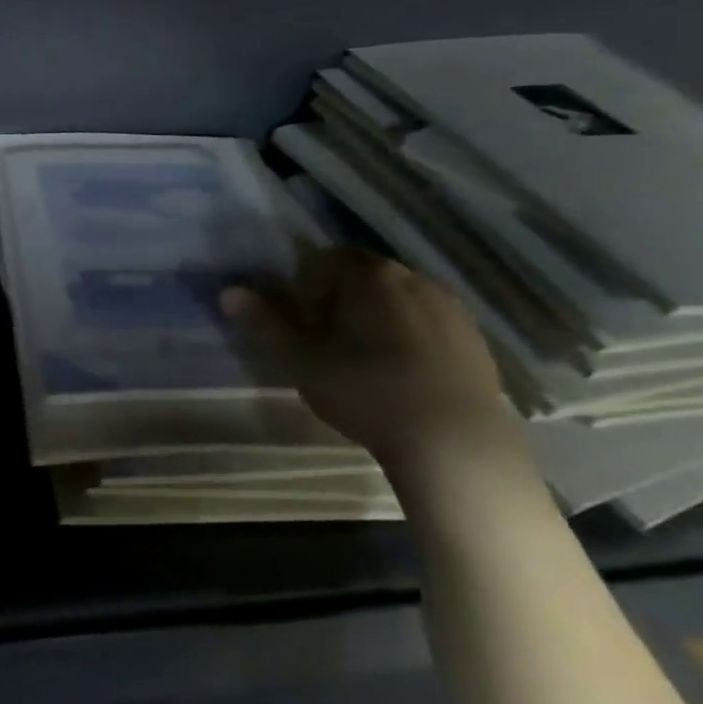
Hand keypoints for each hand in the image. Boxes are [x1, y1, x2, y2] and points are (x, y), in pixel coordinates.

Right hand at [222, 245, 516, 472]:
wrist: (455, 444)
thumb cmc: (366, 392)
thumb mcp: (300, 361)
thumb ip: (264, 323)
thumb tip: (228, 291)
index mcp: (367, 275)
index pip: (321, 260)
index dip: (302, 288)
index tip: (300, 324)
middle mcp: (412, 277)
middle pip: (361, 276)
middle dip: (338, 300)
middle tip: (325, 344)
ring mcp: (449, 306)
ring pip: (396, 298)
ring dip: (375, 317)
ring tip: (363, 361)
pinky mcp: (474, 338)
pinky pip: (427, 322)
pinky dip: (408, 336)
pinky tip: (401, 375)